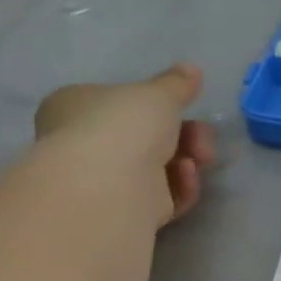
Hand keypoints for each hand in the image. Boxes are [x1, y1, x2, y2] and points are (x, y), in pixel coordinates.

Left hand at [34, 65, 217, 226]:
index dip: (158, 105)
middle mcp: (86, 143)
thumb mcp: (157, 93)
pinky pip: (164, 195)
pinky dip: (181, 185)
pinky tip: (187, 176)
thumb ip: (177, 83)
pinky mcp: (128, 211)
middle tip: (203, 138)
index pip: (120, 102)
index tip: (186, 107)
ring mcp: (107, 181)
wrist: (109, 186)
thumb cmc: (123, 126)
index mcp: (77, 106)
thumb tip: (191, 69)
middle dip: (185, 136)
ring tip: (200, 159)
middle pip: (147, 136)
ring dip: (187, 159)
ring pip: (160, 167)